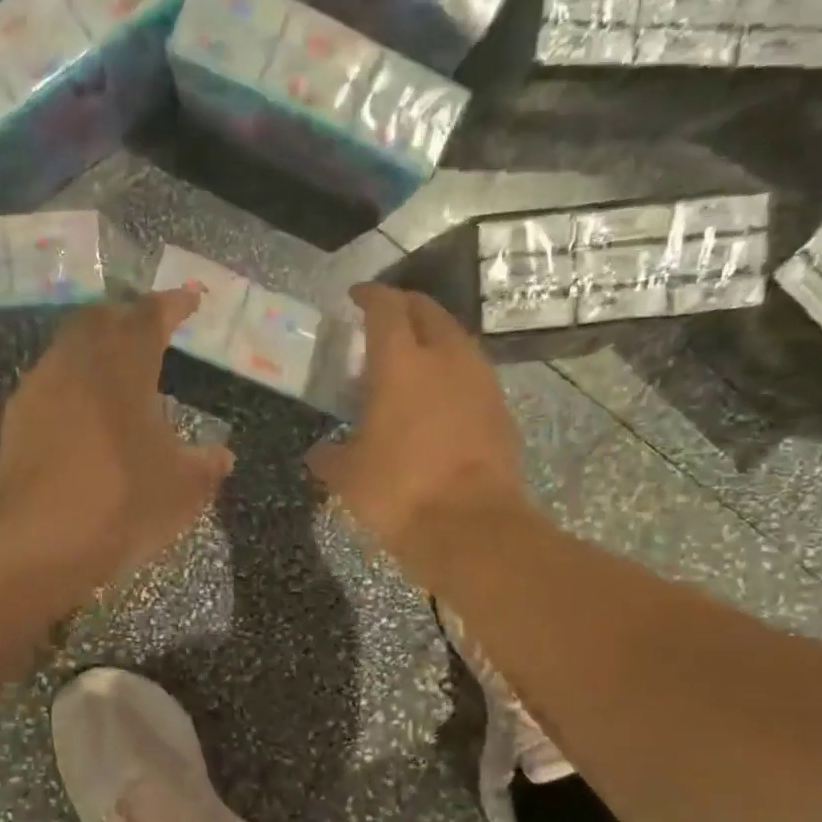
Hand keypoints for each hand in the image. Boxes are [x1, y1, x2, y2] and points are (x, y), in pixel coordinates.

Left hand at [0, 290, 233, 590]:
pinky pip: (49, 382)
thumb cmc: (124, 502)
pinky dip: (73, 382)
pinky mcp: (16, 420)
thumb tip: (222, 456)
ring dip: (95, 347)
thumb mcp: (184, 488)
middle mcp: (77, 363)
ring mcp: (40, 389)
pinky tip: (83, 411)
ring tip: (116, 367)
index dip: (173, 304)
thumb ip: (206, 465)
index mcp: (124, 366)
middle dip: (127, 316)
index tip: (190, 297)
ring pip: (69, 347)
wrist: (41, 542)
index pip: (151, 316)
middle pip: (101, 319)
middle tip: (149, 326)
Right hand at [307, 284, 526, 569]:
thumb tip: (319, 453)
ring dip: (434, 338)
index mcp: (401, 363)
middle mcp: (446, 358)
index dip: (369, 296)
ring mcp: (481, 382)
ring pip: (457, 340)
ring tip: (413, 358)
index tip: (356, 296)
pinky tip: (440, 397)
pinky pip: (473, 374)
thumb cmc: (399, 491)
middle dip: (405, 307)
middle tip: (385, 319)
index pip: (385, 308)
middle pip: (428, 311)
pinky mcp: (501, 409)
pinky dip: (453, 373)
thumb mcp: (348, 476)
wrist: (471, 526)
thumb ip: (330, 456)